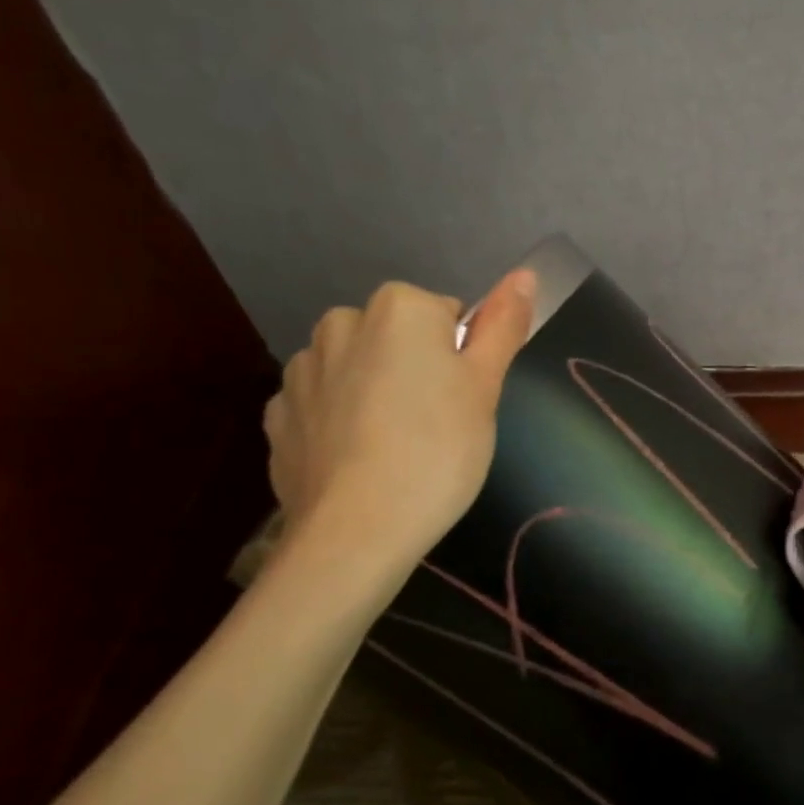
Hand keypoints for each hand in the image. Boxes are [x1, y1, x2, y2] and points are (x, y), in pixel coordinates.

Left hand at [264, 270, 535, 588]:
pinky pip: (321, 405)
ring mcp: (302, 370)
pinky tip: (357, 462)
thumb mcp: (486, 387)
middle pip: (396, 338)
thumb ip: (503, 325)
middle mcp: (342, 323)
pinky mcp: (277, 416)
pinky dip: (339, 423)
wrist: (357, 530)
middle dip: (414, 369)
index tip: (463, 402)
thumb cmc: (439, 450)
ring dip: (374, 392)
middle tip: (436, 425)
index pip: (446, 317)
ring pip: (356, 369)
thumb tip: (526, 274)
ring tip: (394, 448)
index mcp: (399, 308)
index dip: (461, 360)